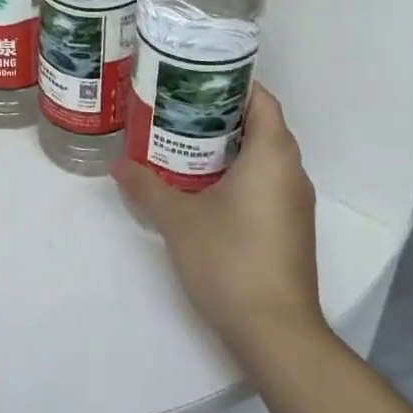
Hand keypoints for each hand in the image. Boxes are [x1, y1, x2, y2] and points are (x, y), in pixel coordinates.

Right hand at [112, 83, 324, 358]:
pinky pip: (266, 182)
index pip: (262, 99)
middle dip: (221, 113)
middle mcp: (292, 173)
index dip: (232, 82)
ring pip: (264, 156)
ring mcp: (295, 204)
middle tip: (177, 106)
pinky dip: (239, 172)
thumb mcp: (177, 219)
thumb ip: (146, 186)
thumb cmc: (230, 260)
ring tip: (182, 140)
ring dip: (229, 145)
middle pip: (262, 125)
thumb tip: (117, 165)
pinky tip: (203, 184)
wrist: (277, 334)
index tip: (194, 78)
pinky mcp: (291, 229)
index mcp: (273, 156)